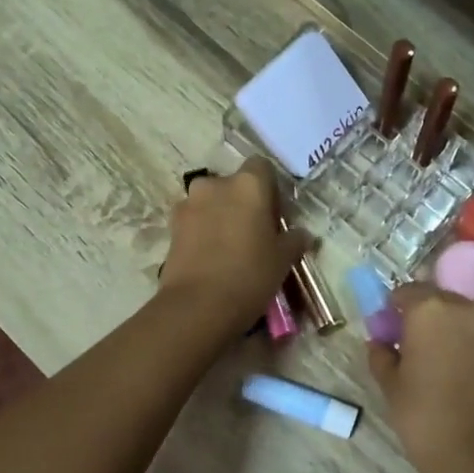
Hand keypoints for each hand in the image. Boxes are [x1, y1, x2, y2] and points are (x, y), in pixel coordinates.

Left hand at [159, 158, 308, 336]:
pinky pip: (193, 221)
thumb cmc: (250, 275)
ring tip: (229, 248)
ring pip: (210, 202)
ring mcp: (188, 204)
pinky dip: (202, 232)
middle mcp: (216, 184)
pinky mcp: (171, 227)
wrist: (198, 305)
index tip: (274, 214)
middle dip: (241, 202)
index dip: (269, 188)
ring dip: (219, 216)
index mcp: (248, 184)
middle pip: (232, 184)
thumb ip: (294, 240)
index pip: (262, 167)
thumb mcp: (283, 260)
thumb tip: (302, 234)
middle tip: (253, 233)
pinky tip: (210, 258)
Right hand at [367, 284, 473, 472]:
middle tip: (412, 342)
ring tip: (438, 358)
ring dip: (449, 328)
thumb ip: (381, 354)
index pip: (407, 292)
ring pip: (463, 316)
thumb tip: (379, 342)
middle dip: (425, 315)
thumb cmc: (422, 413)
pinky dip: (469, 343)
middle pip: (439, 299)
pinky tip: (459, 369)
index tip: (389, 327)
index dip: (395, 308)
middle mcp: (464, 308)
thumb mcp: (390, 383)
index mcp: (429, 308)